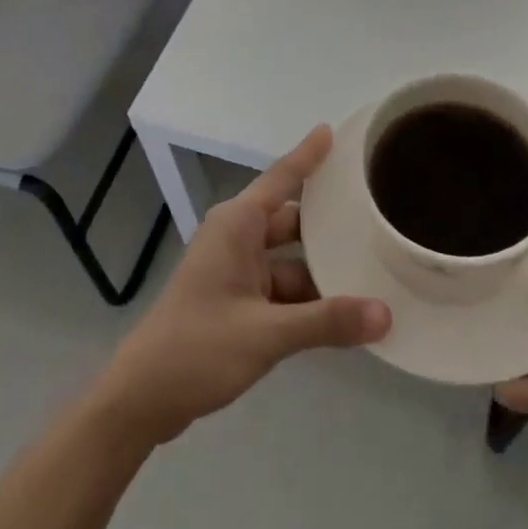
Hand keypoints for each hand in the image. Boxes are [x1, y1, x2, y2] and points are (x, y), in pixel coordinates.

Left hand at [95, 126, 390, 446]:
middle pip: (292, 220)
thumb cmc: (198, 348)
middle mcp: (236, 238)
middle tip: (376, 213)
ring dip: (321, 269)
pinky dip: (306, 297)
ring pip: (289, 258)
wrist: (142, 398)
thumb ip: (327, 322)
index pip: (282, 178)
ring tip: (372, 269)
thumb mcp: (267, 334)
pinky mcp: (234, 300)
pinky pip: (280, 286)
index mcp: (237, 225)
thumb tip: (386, 314)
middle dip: (329, 223)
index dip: (309, 155)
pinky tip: (341, 312)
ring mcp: (234, 270)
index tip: (333, 130)